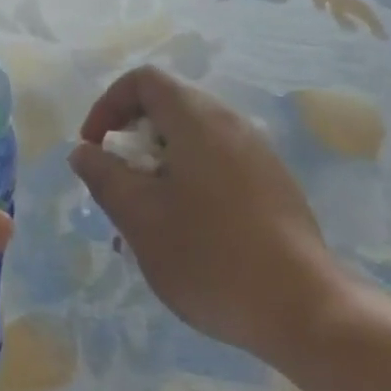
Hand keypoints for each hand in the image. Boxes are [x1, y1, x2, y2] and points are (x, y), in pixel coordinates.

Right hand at [69, 65, 345, 365]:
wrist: (304, 309)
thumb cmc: (209, 255)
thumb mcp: (140, 217)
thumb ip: (104, 176)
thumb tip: (85, 151)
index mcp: (197, 119)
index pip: (143, 80)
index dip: (108, 105)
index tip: (94, 148)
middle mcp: (231, 123)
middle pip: (167, 107)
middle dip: (131, 142)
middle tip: (117, 188)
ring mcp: (257, 153)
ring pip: (191, 141)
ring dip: (158, 168)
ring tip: (144, 221)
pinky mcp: (272, 184)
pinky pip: (217, 165)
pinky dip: (187, 182)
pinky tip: (184, 235)